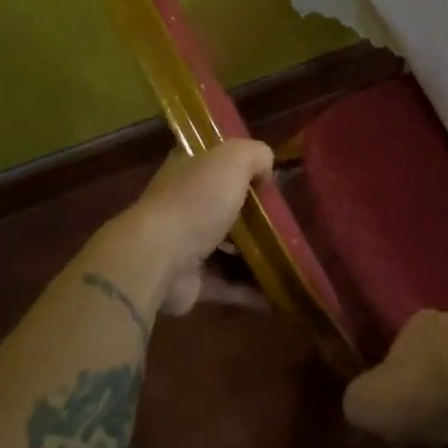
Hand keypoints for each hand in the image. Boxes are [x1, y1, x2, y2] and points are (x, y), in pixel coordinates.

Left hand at [121, 140, 274, 315]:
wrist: (158, 258)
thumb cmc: (196, 201)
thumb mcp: (232, 160)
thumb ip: (255, 154)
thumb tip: (267, 168)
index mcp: (187, 170)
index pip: (213, 161)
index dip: (240, 166)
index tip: (269, 178)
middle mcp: (182, 205)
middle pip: (223, 206)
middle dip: (254, 215)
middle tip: (287, 221)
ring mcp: (184, 245)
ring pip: (227, 247)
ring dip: (255, 254)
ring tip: (289, 257)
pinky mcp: (190, 282)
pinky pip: (228, 284)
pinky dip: (251, 289)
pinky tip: (278, 292)